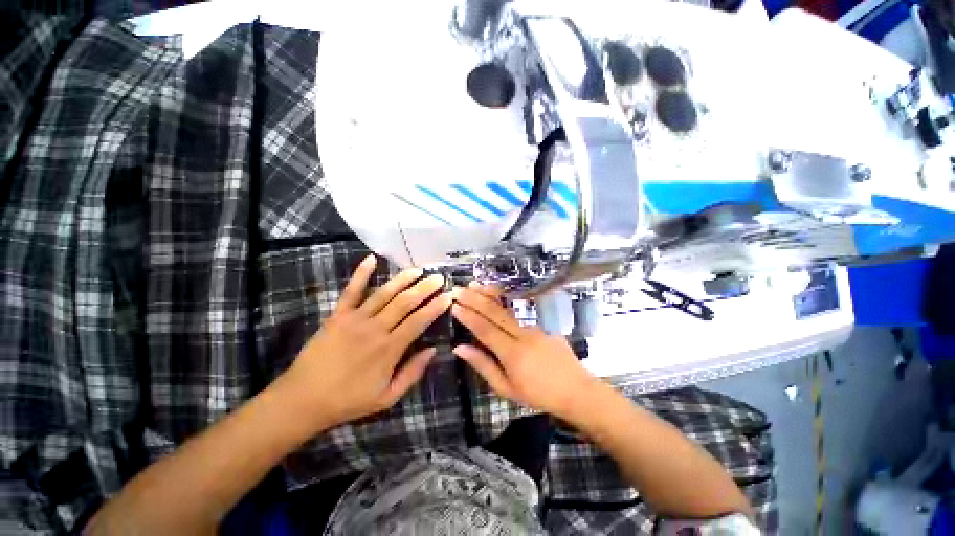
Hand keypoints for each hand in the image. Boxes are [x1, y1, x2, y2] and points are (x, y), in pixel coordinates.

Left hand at [278, 255, 451, 430]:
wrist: (303, 400)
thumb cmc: (349, 401)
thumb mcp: (387, 397)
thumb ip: (412, 373)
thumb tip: (433, 350)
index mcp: (389, 349)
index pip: (419, 321)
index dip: (435, 307)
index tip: (448, 295)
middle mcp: (376, 328)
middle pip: (405, 302)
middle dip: (425, 288)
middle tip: (438, 277)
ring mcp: (355, 319)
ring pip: (384, 293)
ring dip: (403, 279)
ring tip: (418, 269)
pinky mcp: (337, 315)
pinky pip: (351, 291)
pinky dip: (361, 274)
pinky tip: (371, 259)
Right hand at [451, 284, 598, 418]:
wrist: (576, 390)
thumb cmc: (538, 395)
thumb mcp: (506, 388)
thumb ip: (483, 366)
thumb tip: (459, 348)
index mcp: (512, 353)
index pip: (484, 330)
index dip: (468, 316)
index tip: (454, 305)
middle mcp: (523, 335)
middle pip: (495, 313)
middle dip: (475, 299)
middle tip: (458, 289)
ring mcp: (535, 327)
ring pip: (507, 308)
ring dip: (490, 295)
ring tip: (475, 285)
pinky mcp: (544, 325)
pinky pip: (519, 313)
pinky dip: (505, 302)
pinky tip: (496, 295)